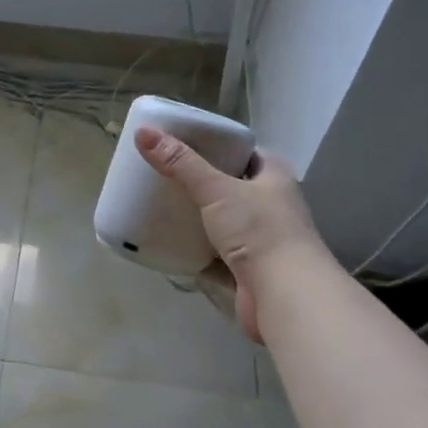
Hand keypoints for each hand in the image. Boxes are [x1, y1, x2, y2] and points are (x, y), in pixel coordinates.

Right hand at [135, 127, 329, 342]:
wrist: (285, 295)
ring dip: (199, 219)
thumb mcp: (216, 189)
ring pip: (223, 222)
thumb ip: (180, 163)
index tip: (182, 145)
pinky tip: (171, 244)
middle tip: (165, 176)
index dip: (216, 147)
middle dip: (201, 184)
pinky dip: (197, 251)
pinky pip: (217, 254)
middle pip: (231, 187)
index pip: (243, 152)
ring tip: (162, 207)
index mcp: (274, 176)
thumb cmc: (259, 230)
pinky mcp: (250, 270)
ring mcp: (262, 240)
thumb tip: (142, 132)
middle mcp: (273, 205)